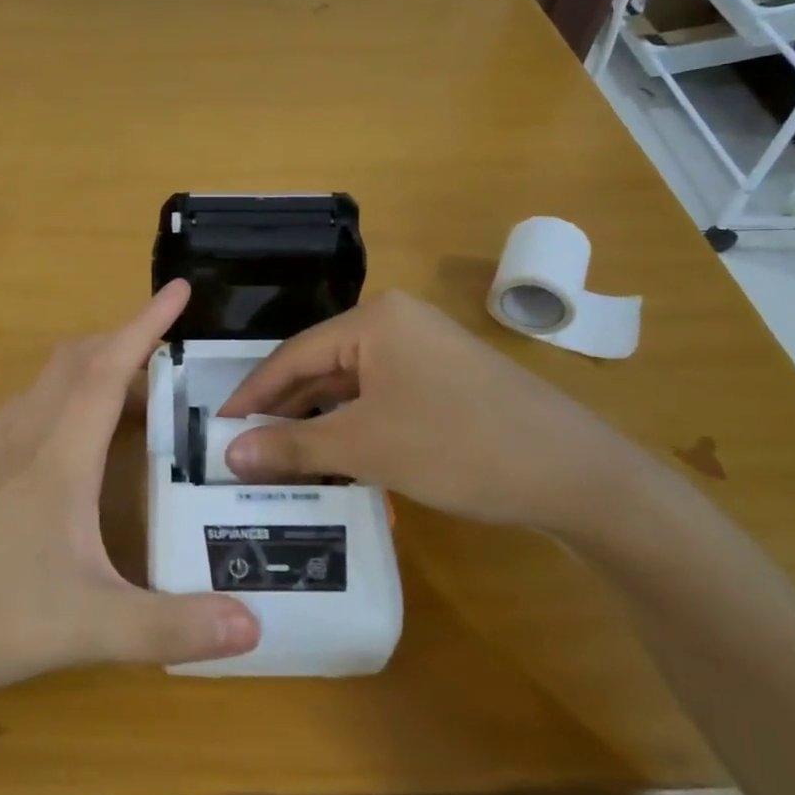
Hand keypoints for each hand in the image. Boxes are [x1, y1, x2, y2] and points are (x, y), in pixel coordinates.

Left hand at [0, 281, 259, 711]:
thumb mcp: (89, 626)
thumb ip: (172, 627)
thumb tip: (254, 628)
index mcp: (59, 451)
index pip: (109, 367)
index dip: (146, 323)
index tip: (178, 288)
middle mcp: (23, 433)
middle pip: (77, 360)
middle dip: (124, 341)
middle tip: (169, 356)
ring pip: (48, 382)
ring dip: (92, 370)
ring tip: (132, 397)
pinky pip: (27, 408)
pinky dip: (63, 399)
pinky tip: (72, 444)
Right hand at [217, 290, 662, 536]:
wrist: (576, 475)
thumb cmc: (458, 446)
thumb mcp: (366, 446)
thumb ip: (291, 446)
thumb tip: (227, 455)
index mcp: (374, 319)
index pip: (293, 355)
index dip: (252, 394)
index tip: (218, 428)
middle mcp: (397, 323)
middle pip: (321, 366)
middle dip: (283, 409)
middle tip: (244, 448)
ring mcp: (426, 351)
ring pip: (351, 385)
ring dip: (317, 420)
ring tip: (279, 457)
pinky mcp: (446, 380)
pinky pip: (381, 397)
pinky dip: (353, 425)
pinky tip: (334, 455)